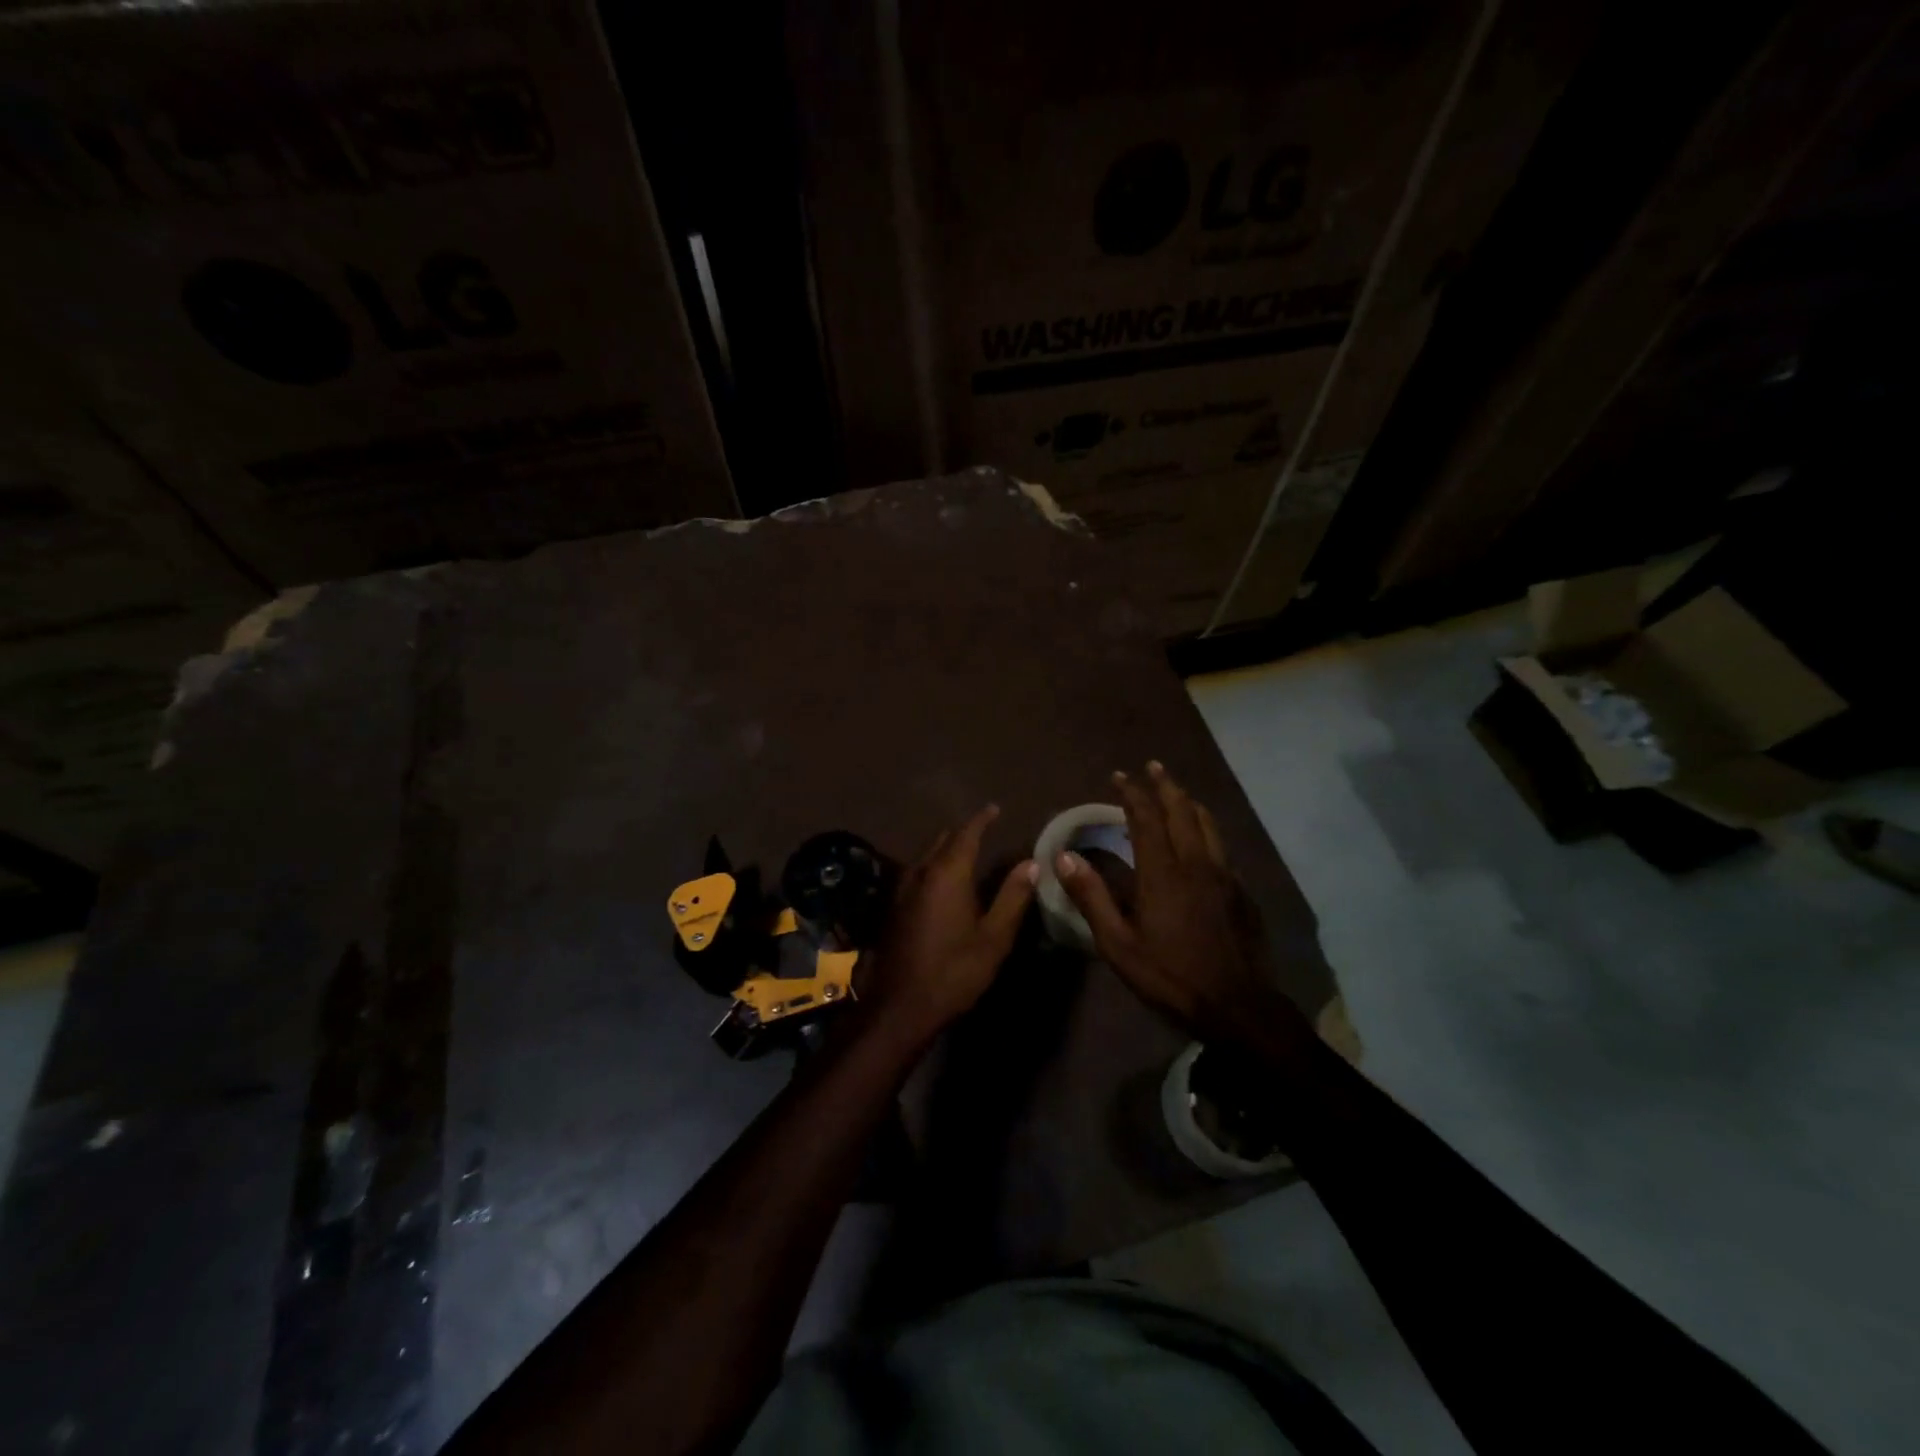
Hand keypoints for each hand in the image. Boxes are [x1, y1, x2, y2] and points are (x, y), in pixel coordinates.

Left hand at [858, 805, 1036, 1045]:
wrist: (899, 1006)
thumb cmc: (953, 972)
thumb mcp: (993, 938)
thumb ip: (1013, 897)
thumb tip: (1032, 863)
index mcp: (947, 874)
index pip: (966, 834)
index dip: (982, 819)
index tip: (994, 808)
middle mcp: (920, 872)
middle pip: (942, 840)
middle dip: (963, 832)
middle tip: (983, 829)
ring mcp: (901, 889)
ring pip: (926, 856)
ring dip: (945, 849)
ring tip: (965, 851)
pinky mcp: (892, 907)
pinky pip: (916, 872)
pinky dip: (933, 866)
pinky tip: (941, 882)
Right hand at [1056, 762, 1311, 1054]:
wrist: (1238, 1006)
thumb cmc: (1170, 976)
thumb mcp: (1118, 945)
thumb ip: (1091, 897)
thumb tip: (1064, 857)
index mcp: (1162, 872)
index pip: (1145, 818)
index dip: (1132, 794)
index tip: (1120, 776)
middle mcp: (1195, 863)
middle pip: (1181, 810)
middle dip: (1164, 785)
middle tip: (1152, 768)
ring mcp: (1224, 875)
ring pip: (1207, 824)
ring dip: (1188, 802)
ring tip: (1177, 792)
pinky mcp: (1241, 891)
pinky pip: (1221, 846)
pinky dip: (1205, 829)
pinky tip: (1201, 839)